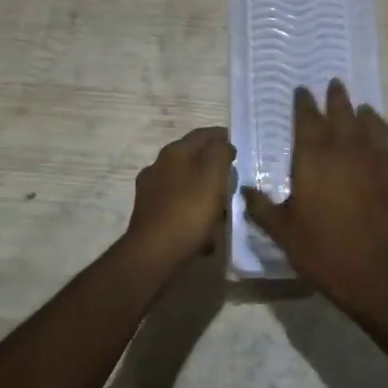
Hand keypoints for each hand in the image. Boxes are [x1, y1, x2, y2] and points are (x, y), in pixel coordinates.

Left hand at [122, 126, 235, 269]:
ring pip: (184, 181)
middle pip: (191, 158)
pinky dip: (192, 208)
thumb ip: (220, 153)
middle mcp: (158, 166)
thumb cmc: (188, 210)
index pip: (202, 134)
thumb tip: (222, 145)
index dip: (222, 137)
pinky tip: (203, 224)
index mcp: (174, 152)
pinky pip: (177, 204)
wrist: (153, 253)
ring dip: (202, 187)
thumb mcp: (213, 175)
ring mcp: (150, 190)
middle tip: (232, 176)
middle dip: (212, 164)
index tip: (239, 146)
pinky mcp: (149, 214)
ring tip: (220, 202)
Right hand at [240, 81, 387, 327]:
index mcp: (314, 156)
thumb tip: (244, 189)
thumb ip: (263, 208)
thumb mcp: (284, 233)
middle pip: (342, 111)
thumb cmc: (327, 251)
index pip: (307, 117)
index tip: (302, 90)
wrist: (386, 272)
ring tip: (361, 109)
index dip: (304, 102)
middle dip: (336, 97)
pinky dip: (383, 141)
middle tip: (335, 84)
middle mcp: (348, 147)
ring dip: (364, 113)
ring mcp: (380, 158)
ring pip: (372, 124)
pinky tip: (382, 149)